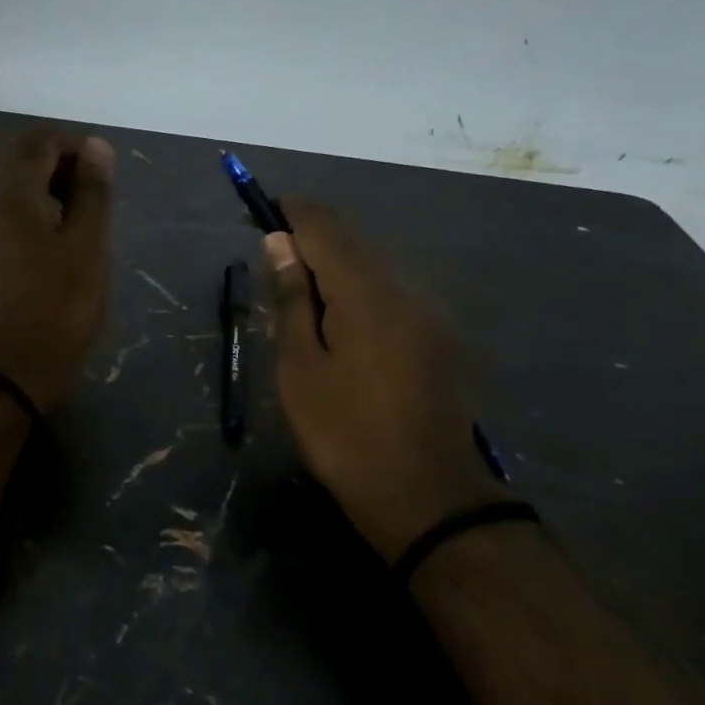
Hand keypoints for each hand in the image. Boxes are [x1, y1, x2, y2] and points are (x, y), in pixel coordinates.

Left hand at [0, 129, 114, 411]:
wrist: (0, 375)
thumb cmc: (57, 311)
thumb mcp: (88, 250)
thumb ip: (93, 192)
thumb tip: (95, 146)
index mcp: (8, 191)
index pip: (38, 139)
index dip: (72, 145)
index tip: (99, 172)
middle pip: (7, 151)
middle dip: (46, 156)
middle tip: (80, 188)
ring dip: (26, 179)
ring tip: (62, 213)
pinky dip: (9, 203)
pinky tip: (33, 236)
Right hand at [263, 201, 505, 560]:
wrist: (427, 497)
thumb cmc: (345, 434)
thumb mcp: (301, 369)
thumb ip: (292, 300)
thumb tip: (280, 243)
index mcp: (366, 293)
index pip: (326, 228)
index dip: (295, 211)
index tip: (266, 207)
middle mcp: (404, 291)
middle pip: (354, 243)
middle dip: (314, 237)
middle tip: (275, 255)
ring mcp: (428, 315)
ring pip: (375, 269)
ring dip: (337, 265)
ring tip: (300, 291)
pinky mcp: (438, 340)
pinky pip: (392, 295)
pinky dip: (359, 291)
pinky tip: (340, 320)